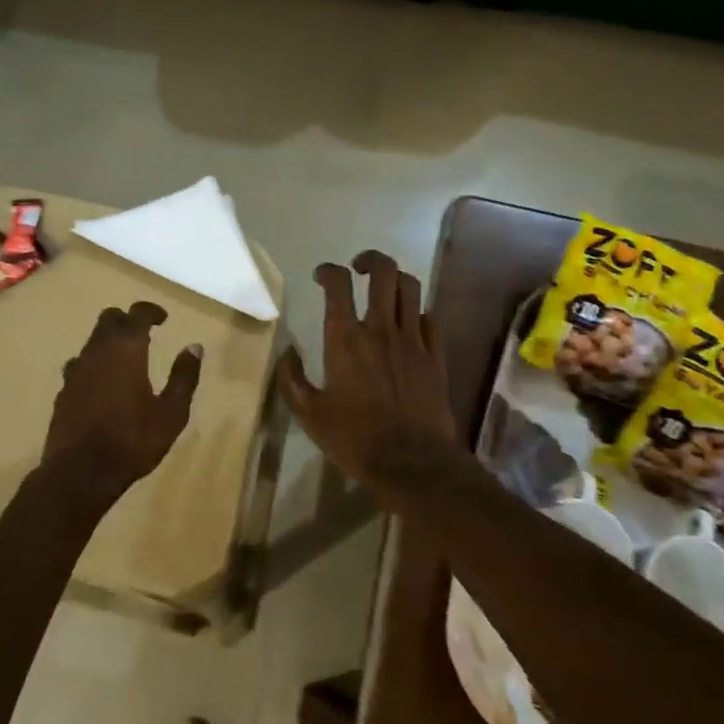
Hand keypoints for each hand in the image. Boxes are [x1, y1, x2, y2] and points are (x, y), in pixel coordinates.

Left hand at [45, 302, 202, 500]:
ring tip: (125, 360)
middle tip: (144, 334)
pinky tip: (103, 385)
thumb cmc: (133, 441)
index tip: (163, 318)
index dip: (151, 311)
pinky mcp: (63, 390)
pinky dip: (94, 365)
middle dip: (127, 321)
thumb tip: (194, 347)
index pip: (137, 314)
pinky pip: (80, 365)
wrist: (80, 472)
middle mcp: (97, 351)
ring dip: (109, 342)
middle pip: (108, 319)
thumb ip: (184, 377)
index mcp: (126, 349)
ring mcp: (75, 370)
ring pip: (92, 341)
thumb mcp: (171, 413)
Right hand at [279, 251, 462, 507]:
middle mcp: (381, 329)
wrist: (412, 463)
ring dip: (395, 280)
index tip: (321, 276)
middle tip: (358, 269)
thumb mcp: (308, 414)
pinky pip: (430, 318)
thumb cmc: (354, 439)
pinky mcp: (436, 356)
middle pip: (384, 272)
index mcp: (345, 340)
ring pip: (411, 288)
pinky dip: (417, 312)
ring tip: (383, 290)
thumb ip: (291, 378)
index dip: (328, 271)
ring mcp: (414, 341)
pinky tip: (408, 324)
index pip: (338, 285)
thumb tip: (287, 352)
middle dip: (369, 261)